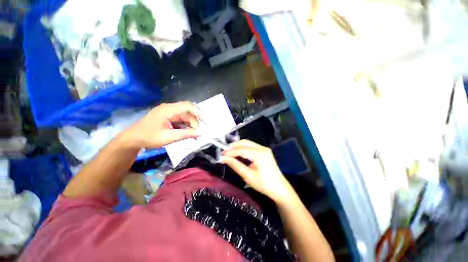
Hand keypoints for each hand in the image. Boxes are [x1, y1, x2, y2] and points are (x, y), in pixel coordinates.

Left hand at [123, 102, 202, 147]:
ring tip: (192, 136)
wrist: (133, 139)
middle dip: (195, 122)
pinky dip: (185, 126)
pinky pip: (181, 119)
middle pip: (188, 111)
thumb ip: (186, 134)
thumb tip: (201, 133)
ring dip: (190, 125)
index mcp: (168, 110)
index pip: (188, 106)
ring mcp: (168, 112)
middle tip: (197, 133)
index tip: (206, 121)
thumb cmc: (149, 137)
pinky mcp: (168, 116)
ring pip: (185, 116)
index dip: (199, 112)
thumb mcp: (168, 137)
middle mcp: (169, 108)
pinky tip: (186, 133)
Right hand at [221, 140, 294, 203]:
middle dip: (234, 146)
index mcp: (259, 154)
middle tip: (225, 152)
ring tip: (229, 152)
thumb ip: (235, 165)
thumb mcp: (247, 175)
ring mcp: (264, 149)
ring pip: (248, 143)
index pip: (241, 149)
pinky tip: (238, 153)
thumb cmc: (263, 184)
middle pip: (245, 143)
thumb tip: (223, 158)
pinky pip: (252, 146)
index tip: (221, 155)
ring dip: (238, 146)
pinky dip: (244, 148)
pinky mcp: (264, 151)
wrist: (279, 188)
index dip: (230, 152)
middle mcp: (262, 148)